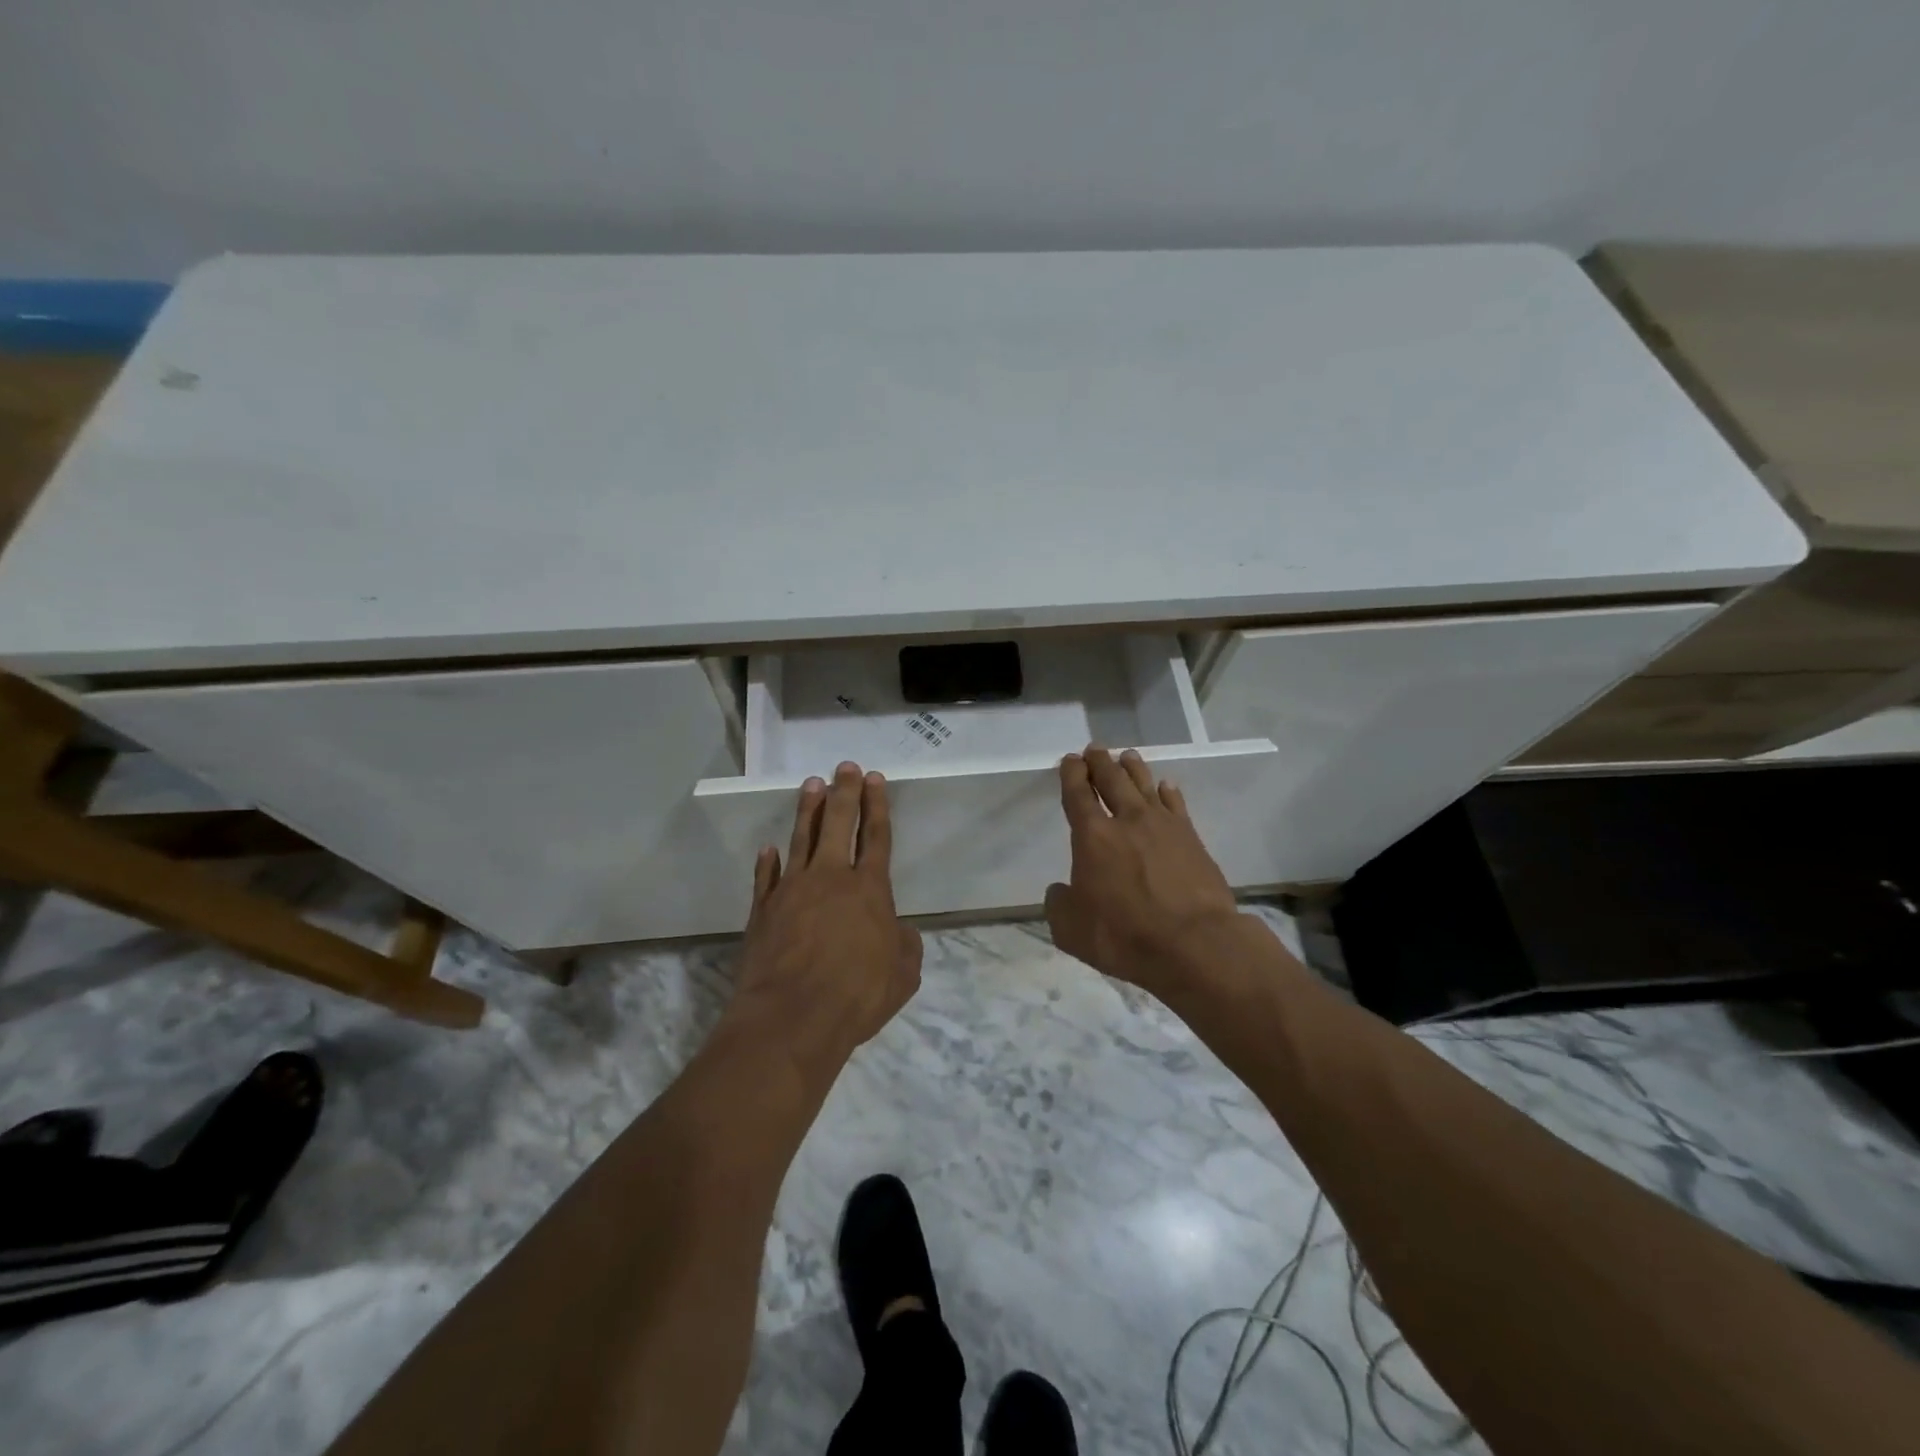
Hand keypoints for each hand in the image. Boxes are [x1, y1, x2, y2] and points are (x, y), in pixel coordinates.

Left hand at [728, 762, 922, 1081]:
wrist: (792, 1017)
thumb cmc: (857, 994)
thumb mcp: (903, 975)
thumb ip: (905, 946)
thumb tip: (900, 932)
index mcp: (869, 889)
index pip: (876, 836)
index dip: (877, 806)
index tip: (875, 778)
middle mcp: (831, 879)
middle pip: (838, 824)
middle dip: (845, 792)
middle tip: (845, 767)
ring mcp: (792, 890)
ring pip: (802, 839)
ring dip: (808, 810)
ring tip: (812, 784)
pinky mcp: (764, 910)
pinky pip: (767, 877)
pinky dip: (768, 861)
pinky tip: (769, 848)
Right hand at [1045, 746, 1241, 1001]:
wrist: (1194, 944)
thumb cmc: (1124, 936)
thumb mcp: (1071, 930)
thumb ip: (1059, 904)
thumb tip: (1060, 891)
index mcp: (1092, 837)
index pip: (1078, 795)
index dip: (1072, 774)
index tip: (1070, 760)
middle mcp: (1127, 821)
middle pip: (1112, 780)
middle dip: (1100, 762)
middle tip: (1095, 749)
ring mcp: (1163, 826)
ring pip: (1145, 785)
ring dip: (1133, 768)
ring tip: (1127, 756)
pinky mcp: (1192, 838)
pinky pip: (1176, 804)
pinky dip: (1168, 792)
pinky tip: (1165, 786)